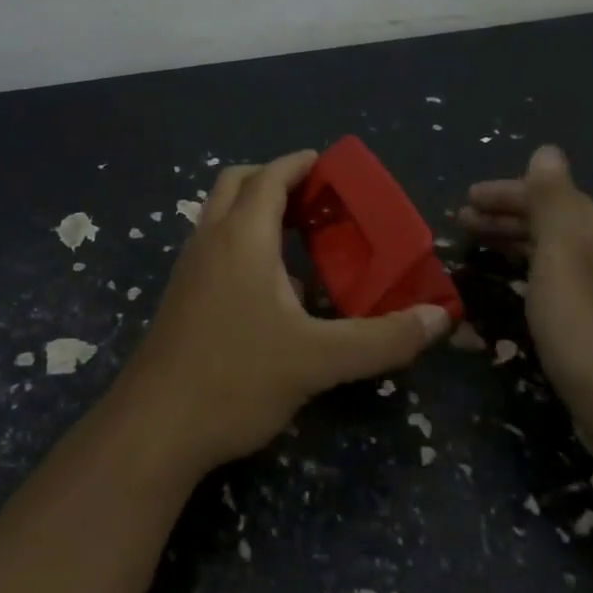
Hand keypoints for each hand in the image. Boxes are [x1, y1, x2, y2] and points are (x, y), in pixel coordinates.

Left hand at [114, 150, 453, 471]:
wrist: (154, 428)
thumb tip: (439, 318)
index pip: (270, 176)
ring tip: (303, 238)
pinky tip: (274, 287)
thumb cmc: (236, 379)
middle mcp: (210, 239)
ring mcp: (190, 267)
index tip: (332, 166)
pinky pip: (216, 245)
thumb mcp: (319, 360)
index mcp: (241, 237)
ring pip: (222, 214)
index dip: (300, 163)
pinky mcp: (182, 295)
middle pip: (238, 183)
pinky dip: (244, 242)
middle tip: (318, 199)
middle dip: (277, 179)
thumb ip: (381, 338)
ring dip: (258, 210)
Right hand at [460, 146, 592, 465]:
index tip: (464, 200)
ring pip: (553, 249)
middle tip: (461, 222)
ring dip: (514, 240)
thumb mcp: (562, 252)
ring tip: (477, 247)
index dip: (503, 193)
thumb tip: (547, 150)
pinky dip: (529, 269)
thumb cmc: (586, 325)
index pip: (545, 193)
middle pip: (550, 219)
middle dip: (505, 215)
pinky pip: (557, 278)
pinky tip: (514, 284)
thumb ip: (552, 199)